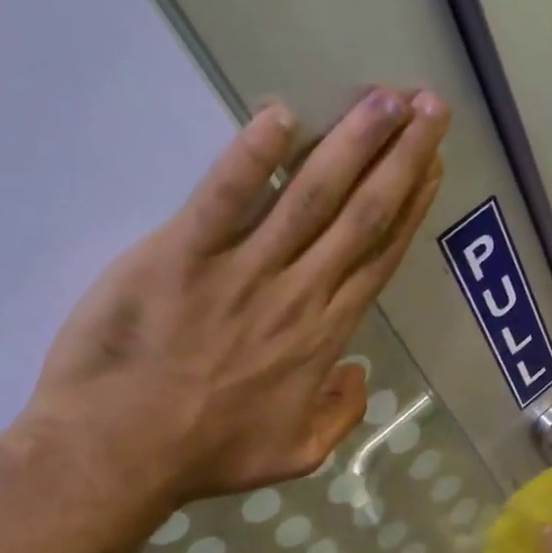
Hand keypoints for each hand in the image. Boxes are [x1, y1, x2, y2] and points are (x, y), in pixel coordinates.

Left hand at [22, 88, 448, 517]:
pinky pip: (224, 196)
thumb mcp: (296, 455)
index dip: (410, 208)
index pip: (378, 260)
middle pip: (360, 216)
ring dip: (352, 143)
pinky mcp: (181, 254)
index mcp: (324, 338)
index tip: (432, 166)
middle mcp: (297, 295)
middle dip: (400, 157)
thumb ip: (340, 415)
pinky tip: (282, 115)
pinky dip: (252, 155)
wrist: (119, 452)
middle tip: (428, 107)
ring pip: (310, 197)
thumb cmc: (208, 455)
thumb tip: (359, 373)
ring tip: (386, 97)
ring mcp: (241, 271)